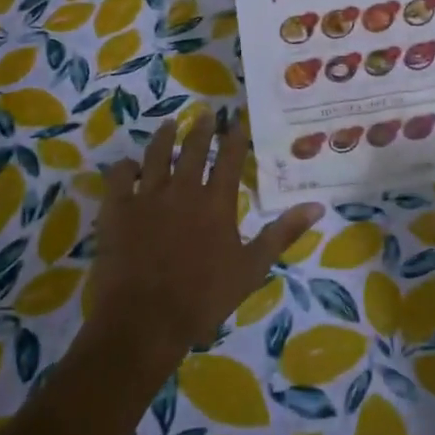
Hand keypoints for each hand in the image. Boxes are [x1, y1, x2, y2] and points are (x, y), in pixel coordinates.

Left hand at [85, 116, 322, 368]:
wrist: (144, 322)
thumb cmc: (203, 299)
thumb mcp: (252, 268)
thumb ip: (282, 233)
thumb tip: (318, 206)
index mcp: (216, 202)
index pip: (229, 158)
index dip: (235, 135)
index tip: (238, 118)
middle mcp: (182, 189)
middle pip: (192, 149)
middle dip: (201, 128)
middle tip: (206, 112)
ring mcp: (146, 197)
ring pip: (156, 155)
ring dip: (164, 137)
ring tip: (171, 123)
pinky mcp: (117, 211)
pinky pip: (119, 177)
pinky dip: (125, 167)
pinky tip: (130, 165)